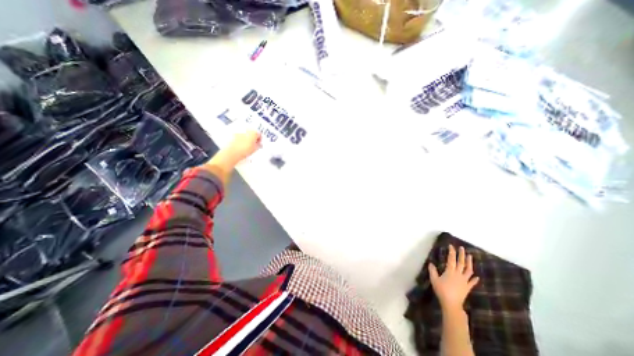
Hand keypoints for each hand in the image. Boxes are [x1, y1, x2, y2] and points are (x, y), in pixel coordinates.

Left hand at [224, 131, 260, 164]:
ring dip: (247, 138)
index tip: (258, 143)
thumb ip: (259, 145)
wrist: (232, 152)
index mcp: (253, 132)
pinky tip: (241, 145)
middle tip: (253, 145)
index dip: (259, 140)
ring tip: (246, 146)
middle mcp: (246, 130)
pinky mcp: (233, 135)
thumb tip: (259, 145)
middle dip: (253, 138)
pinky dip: (241, 139)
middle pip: (252, 133)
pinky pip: (239, 136)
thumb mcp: (255, 149)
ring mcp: (239, 132)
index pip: (259, 134)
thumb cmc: (244, 150)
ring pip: (245, 134)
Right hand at [429, 244, 477, 310]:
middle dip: (461, 255)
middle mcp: (458, 274)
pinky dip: (474, 279)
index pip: (451, 259)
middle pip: (461, 263)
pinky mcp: (467, 287)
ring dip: (469, 263)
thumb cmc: (441, 290)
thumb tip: (431, 263)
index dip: (452, 252)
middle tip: (462, 248)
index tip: (451, 246)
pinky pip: (472, 282)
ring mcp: (464, 281)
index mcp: (450, 271)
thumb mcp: (434, 279)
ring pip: (468, 270)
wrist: (451, 304)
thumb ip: (432, 270)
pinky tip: (477, 276)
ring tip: (470, 256)